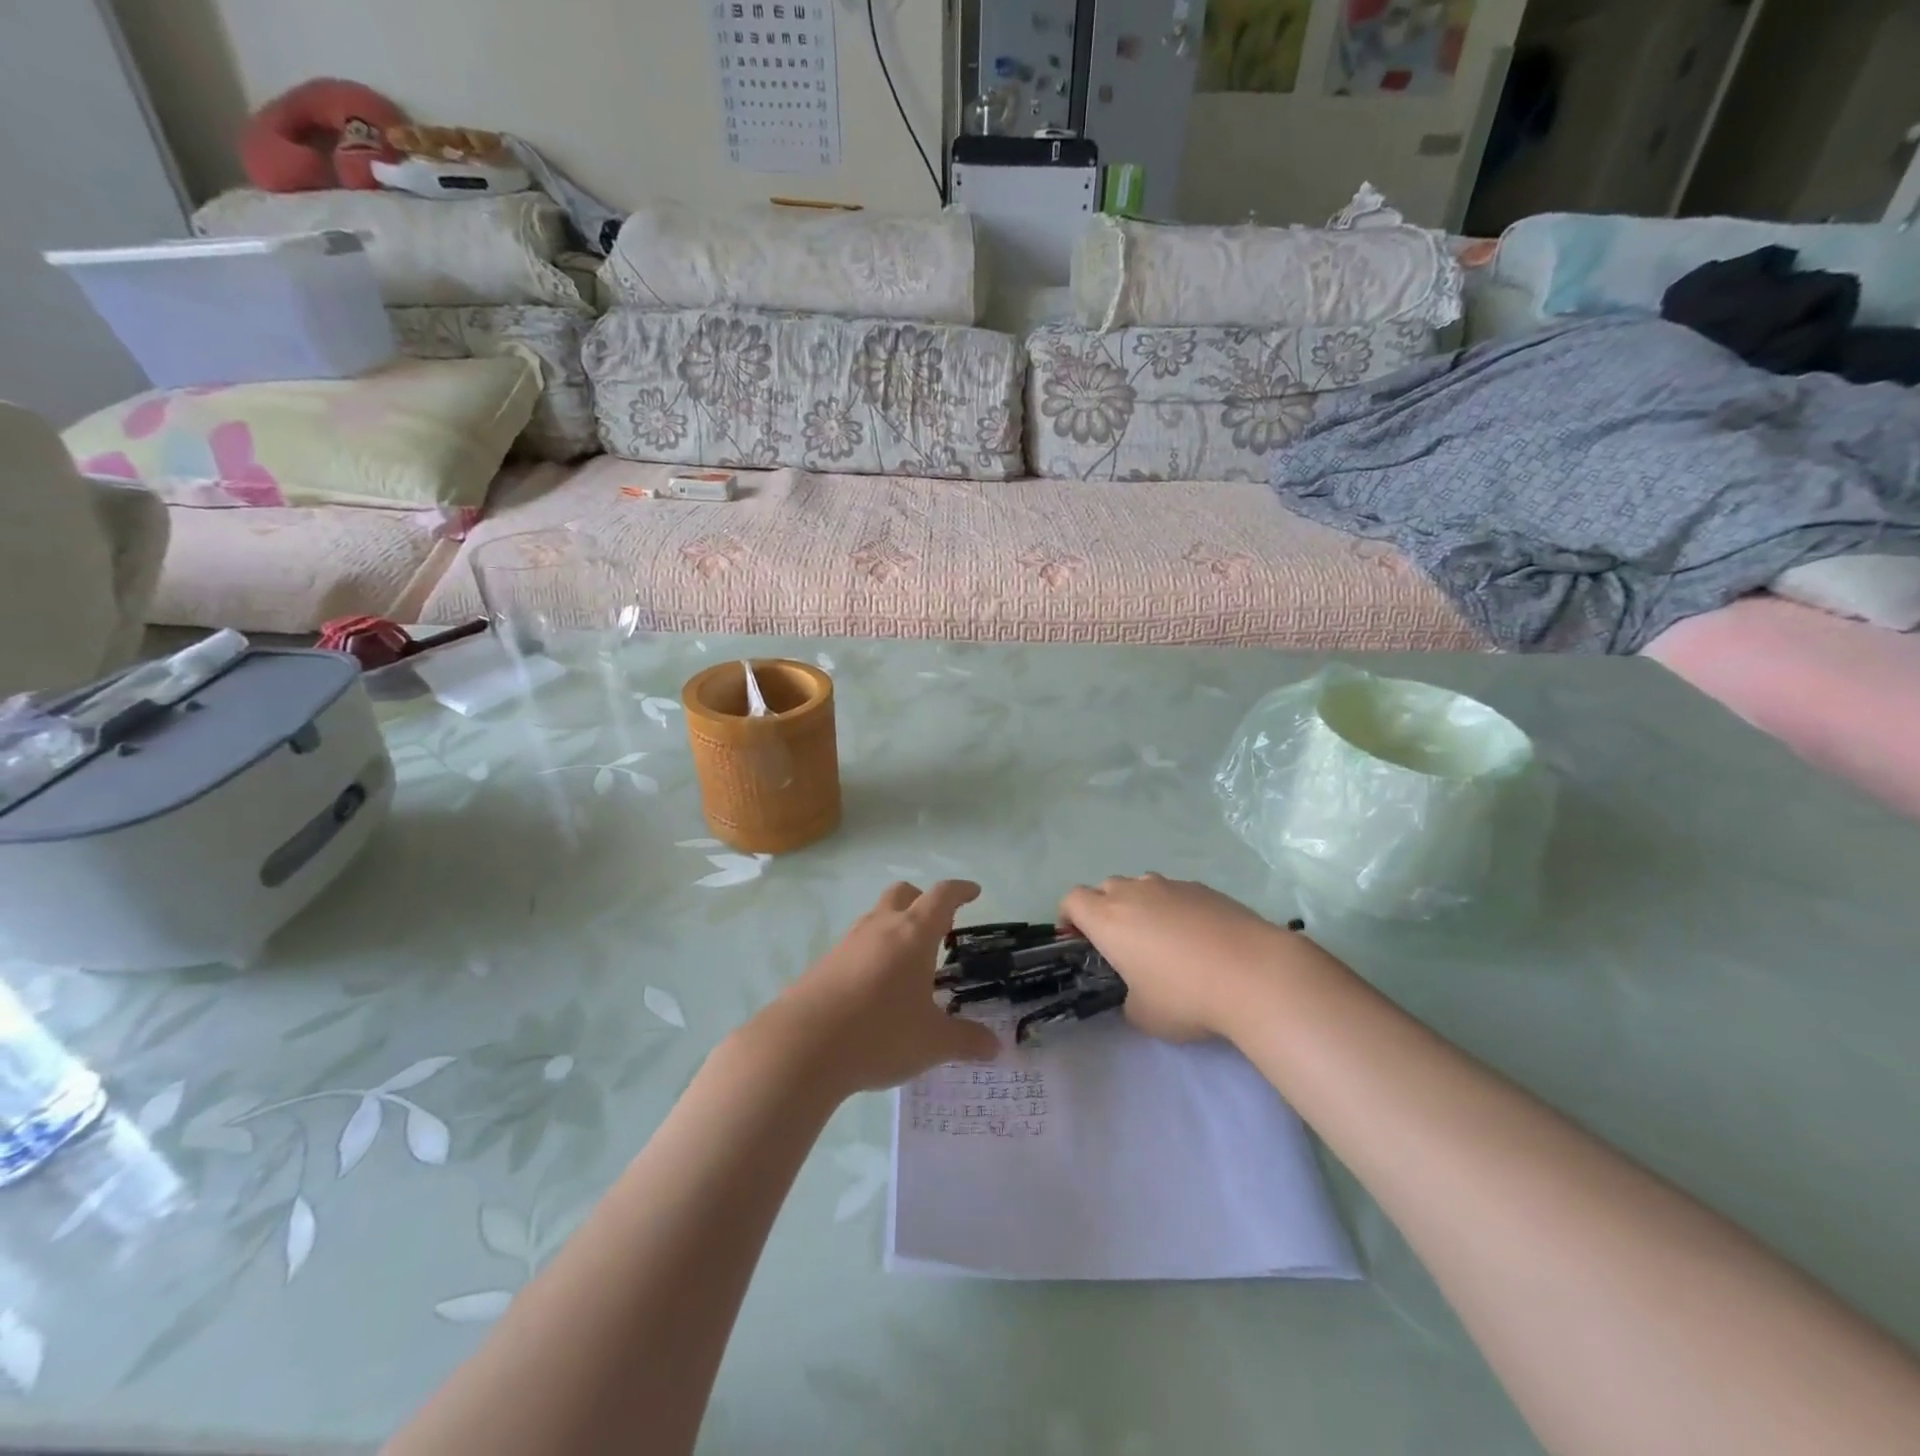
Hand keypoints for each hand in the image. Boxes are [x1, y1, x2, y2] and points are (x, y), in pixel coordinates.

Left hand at [761, 881, 1001, 1095]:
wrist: (801, 1047)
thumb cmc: (879, 1034)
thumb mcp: (932, 1042)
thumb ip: (966, 1041)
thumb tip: (996, 1047)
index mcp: (913, 934)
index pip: (942, 896)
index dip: (960, 891)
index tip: (973, 892)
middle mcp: (880, 928)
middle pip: (903, 894)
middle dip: (923, 901)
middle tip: (940, 927)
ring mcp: (847, 943)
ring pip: (876, 918)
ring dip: (895, 927)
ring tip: (908, 962)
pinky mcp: (824, 964)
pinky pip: (856, 946)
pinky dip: (872, 953)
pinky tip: (875, 989)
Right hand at [1060, 874, 1316, 1042]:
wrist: (1254, 973)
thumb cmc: (1186, 997)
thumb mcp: (1144, 1015)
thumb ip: (1128, 998)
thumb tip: (1137, 992)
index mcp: (1108, 919)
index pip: (1072, 900)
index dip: (1069, 917)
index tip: (1078, 939)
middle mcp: (1134, 893)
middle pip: (1106, 887)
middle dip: (1105, 909)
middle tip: (1121, 943)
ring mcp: (1171, 886)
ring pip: (1142, 886)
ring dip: (1141, 905)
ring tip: (1161, 938)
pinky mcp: (1204, 888)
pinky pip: (1176, 893)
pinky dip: (1175, 908)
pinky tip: (1198, 938)